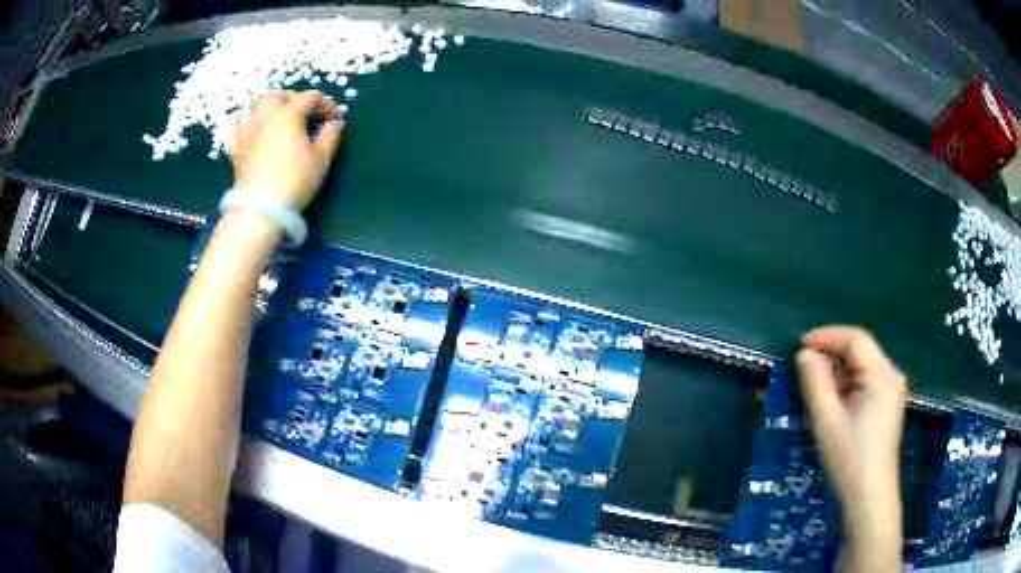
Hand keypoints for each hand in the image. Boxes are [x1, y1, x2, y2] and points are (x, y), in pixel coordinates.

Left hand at [228, 90, 343, 211]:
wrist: (260, 209)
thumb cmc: (294, 181)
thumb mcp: (320, 159)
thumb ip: (330, 136)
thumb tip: (335, 123)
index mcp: (288, 115)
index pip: (309, 98)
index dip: (325, 103)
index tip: (335, 117)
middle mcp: (266, 117)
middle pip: (279, 95)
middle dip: (294, 97)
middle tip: (306, 109)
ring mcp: (247, 132)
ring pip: (255, 105)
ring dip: (268, 104)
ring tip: (277, 113)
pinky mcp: (236, 149)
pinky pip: (236, 127)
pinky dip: (244, 121)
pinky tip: (250, 125)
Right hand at [797, 326, 905, 570]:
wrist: (870, 497)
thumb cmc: (849, 459)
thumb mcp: (827, 421)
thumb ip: (815, 383)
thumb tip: (805, 354)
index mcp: (882, 375)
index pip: (855, 340)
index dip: (827, 336)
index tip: (800, 345)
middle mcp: (891, 375)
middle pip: (860, 350)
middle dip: (832, 353)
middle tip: (803, 365)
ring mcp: (892, 390)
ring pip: (862, 366)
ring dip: (838, 370)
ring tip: (814, 384)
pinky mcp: (888, 404)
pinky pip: (865, 382)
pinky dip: (846, 384)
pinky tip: (832, 400)